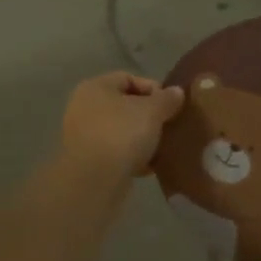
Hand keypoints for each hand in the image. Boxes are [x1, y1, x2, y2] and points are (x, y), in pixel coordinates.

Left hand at [59, 71, 185, 182]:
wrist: (94, 181)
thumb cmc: (122, 135)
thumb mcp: (152, 112)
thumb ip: (167, 99)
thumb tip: (176, 92)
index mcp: (96, 87)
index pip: (128, 78)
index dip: (153, 88)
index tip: (171, 104)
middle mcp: (85, 107)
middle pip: (125, 105)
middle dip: (149, 115)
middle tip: (169, 125)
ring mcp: (84, 135)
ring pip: (121, 130)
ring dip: (142, 138)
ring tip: (163, 147)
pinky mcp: (88, 161)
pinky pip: (116, 152)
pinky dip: (132, 157)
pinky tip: (150, 166)